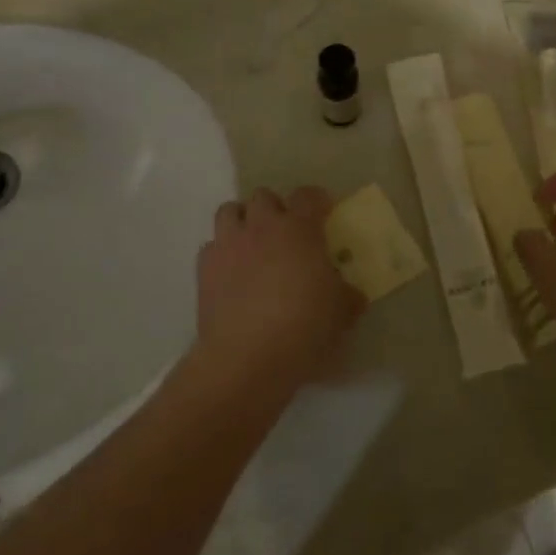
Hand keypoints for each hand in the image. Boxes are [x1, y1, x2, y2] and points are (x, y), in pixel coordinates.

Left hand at [195, 187, 362, 393]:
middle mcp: (262, 227)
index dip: (317, 200)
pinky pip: (212, 246)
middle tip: (286, 233)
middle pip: (264, 196)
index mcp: (299, 229)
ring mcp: (229, 245)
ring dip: (243, 221)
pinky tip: (232, 274)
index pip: (308, 196)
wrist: (248, 358)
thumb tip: (351, 293)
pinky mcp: (204, 269)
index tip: (324, 212)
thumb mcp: (341, 312)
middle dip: (275, 209)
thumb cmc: (304, 327)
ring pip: (230, 211)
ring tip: (254, 244)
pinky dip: (223, 253)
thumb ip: (348, 295)